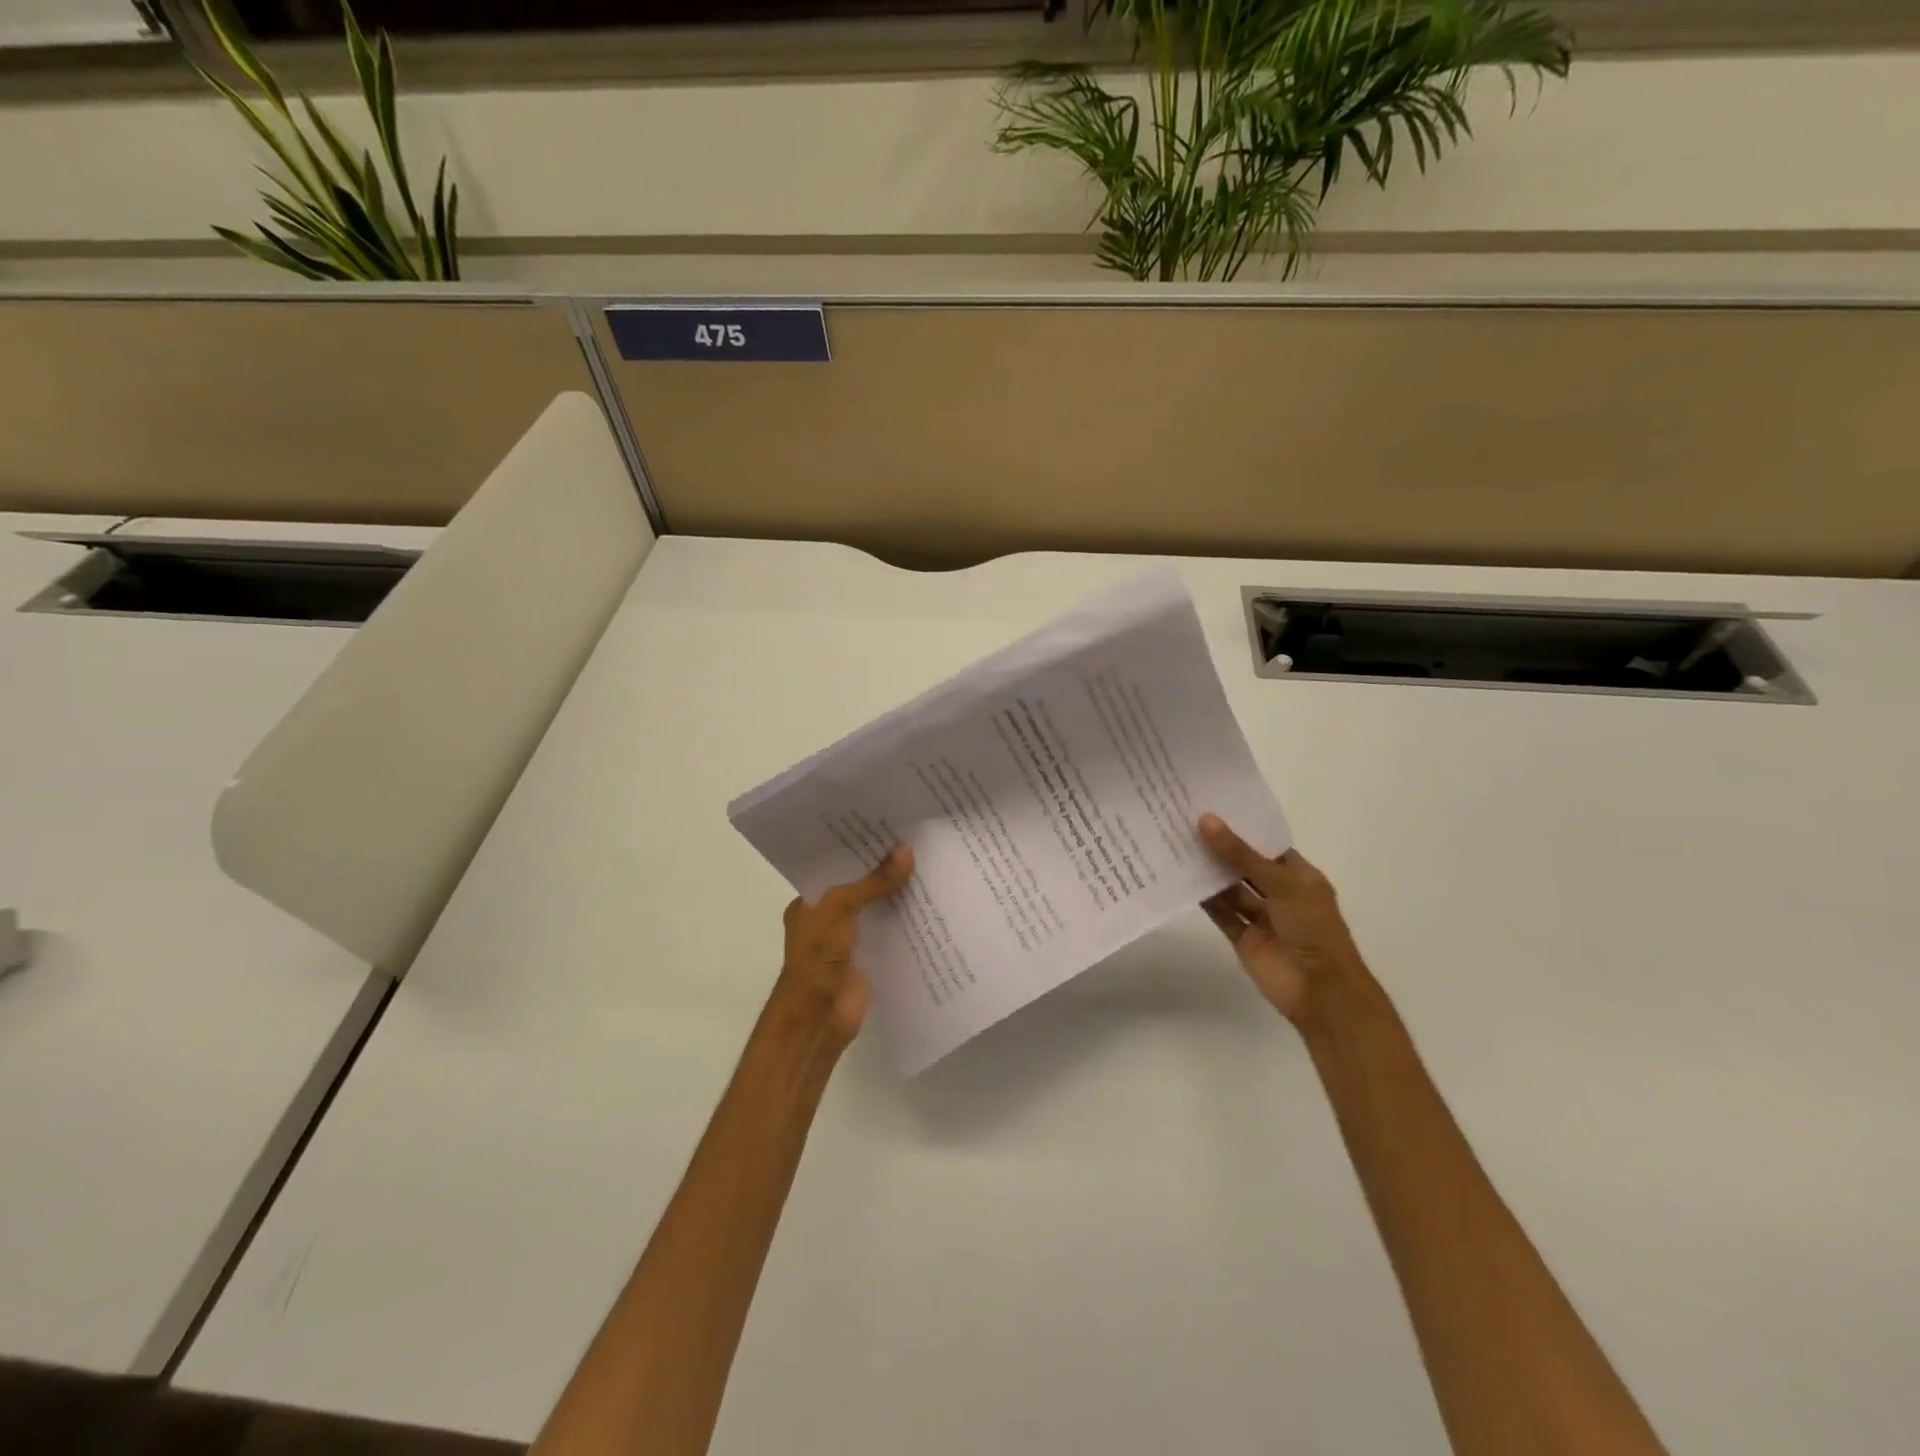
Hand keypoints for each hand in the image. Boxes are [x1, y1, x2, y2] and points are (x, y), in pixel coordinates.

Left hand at [773, 846, 913, 1048]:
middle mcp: (828, 919)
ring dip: (899, 895)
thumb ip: (873, 882)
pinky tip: (933, 903)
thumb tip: (906, 851)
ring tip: (931, 863)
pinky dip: (908, 922)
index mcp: (809, 903)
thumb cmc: (817, 959)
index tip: (886, 827)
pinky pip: (891, 934)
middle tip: (917, 840)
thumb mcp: (840, 909)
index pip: (835, 868)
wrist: (818, 1019)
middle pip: (860, 887)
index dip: (858, 850)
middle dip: (883, 870)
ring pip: (878, 910)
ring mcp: (850, 941)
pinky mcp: (870, 960)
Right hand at [1198, 814, 1367, 1027]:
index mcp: (1301, 878)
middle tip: (1185, 821)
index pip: (1269, 846)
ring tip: (1177, 844)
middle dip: (1221, 848)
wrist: (1320, 991)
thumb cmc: (1312, 928)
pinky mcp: (1243, 938)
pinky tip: (1180, 878)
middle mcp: (1281, 895)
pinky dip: (1204, 899)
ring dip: (1209, 872)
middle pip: (1246, 866)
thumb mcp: (1280, 884)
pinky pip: (1221, 913)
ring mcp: (1262, 918)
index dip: (1244, 828)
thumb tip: (1206, 821)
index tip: (1212, 807)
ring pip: (1231, 889)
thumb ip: (1240, 855)